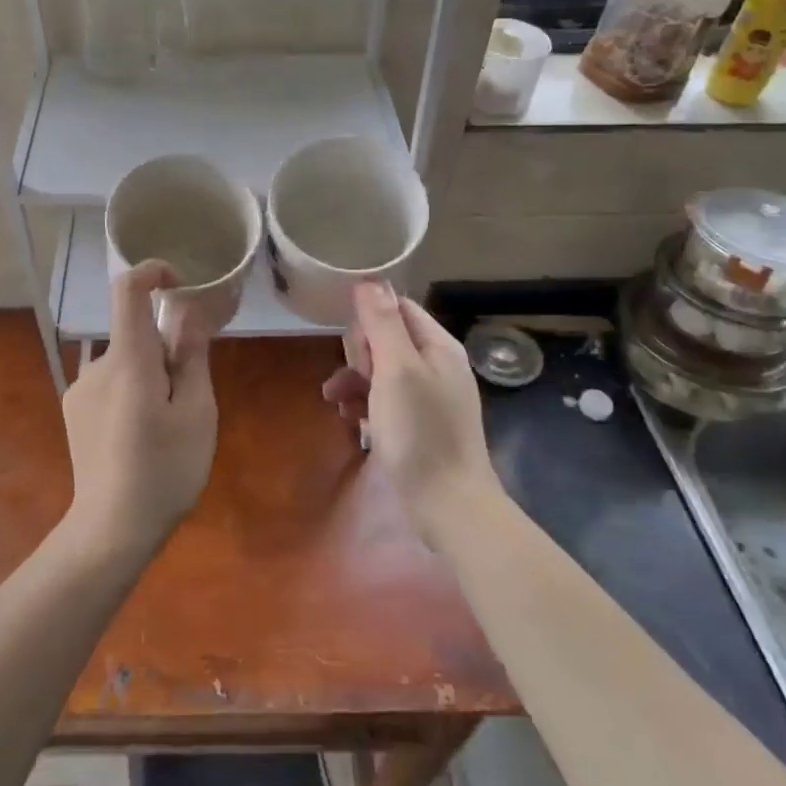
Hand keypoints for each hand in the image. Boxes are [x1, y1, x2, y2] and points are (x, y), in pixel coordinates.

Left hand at [62, 261, 218, 562]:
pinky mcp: (73, 410)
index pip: (127, 289)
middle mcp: (97, 365)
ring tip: (165, 426)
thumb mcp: (196, 412)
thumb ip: (191, 356)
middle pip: (134, 332)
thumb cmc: (164, 470)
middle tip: (188, 398)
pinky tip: (139, 436)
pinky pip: (110, 382)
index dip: (152, 271)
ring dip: (149, 375)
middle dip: (165, 349)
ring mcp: (80, 389)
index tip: (179, 283)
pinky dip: (131, 391)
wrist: (110, 530)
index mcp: (129, 359)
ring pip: (125, 361)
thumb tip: (188, 312)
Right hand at [324, 283, 500, 547]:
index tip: (354, 345)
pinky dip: (367, 405)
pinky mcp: (421, 426)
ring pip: (382, 372)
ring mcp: (431, 397)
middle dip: (360, 355)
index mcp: (438, 346)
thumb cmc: (420, 433)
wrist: (449, 506)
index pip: (398, 308)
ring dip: (355, 381)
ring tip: (336, 402)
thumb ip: (382, 323)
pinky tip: (353, 422)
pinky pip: (387, 401)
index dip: (370, 320)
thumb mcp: (396, 370)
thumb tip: (368, 280)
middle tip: (355, 378)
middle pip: (387, 339)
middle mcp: (437, 365)